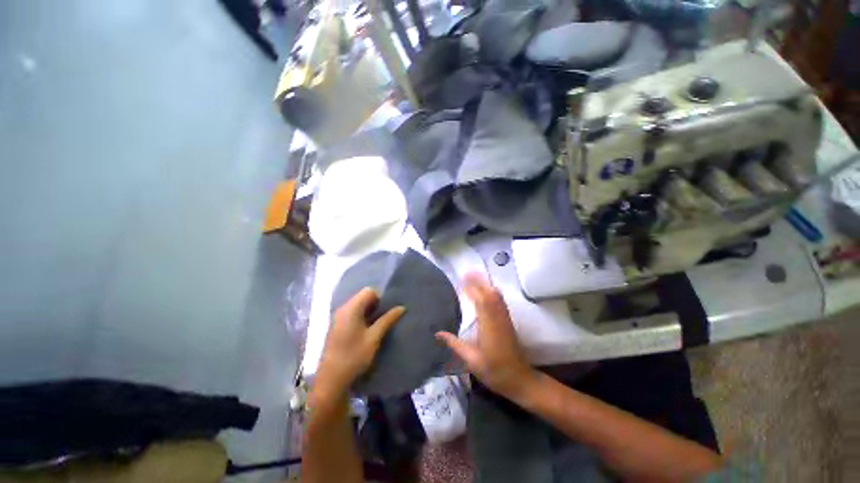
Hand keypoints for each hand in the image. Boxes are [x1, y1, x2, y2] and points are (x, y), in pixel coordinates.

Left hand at [314, 288, 404, 399]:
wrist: (331, 380)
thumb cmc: (354, 356)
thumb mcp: (374, 337)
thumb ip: (387, 320)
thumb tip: (402, 307)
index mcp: (351, 308)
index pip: (369, 291)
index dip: (381, 298)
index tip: (388, 310)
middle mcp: (343, 309)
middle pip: (363, 297)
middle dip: (376, 304)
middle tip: (386, 317)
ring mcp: (338, 317)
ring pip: (358, 305)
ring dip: (370, 311)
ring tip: (380, 323)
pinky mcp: (337, 326)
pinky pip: (353, 313)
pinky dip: (362, 317)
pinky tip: (368, 329)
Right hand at [436, 273, 536, 400]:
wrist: (520, 380)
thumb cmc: (494, 371)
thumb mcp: (471, 360)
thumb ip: (454, 344)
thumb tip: (437, 333)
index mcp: (488, 326)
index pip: (480, 300)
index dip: (472, 287)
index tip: (462, 279)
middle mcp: (498, 318)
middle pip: (489, 293)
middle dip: (479, 281)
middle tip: (466, 272)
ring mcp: (505, 318)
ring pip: (497, 295)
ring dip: (486, 284)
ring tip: (475, 277)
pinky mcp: (508, 321)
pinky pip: (501, 301)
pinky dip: (492, 291)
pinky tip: (487, 290)